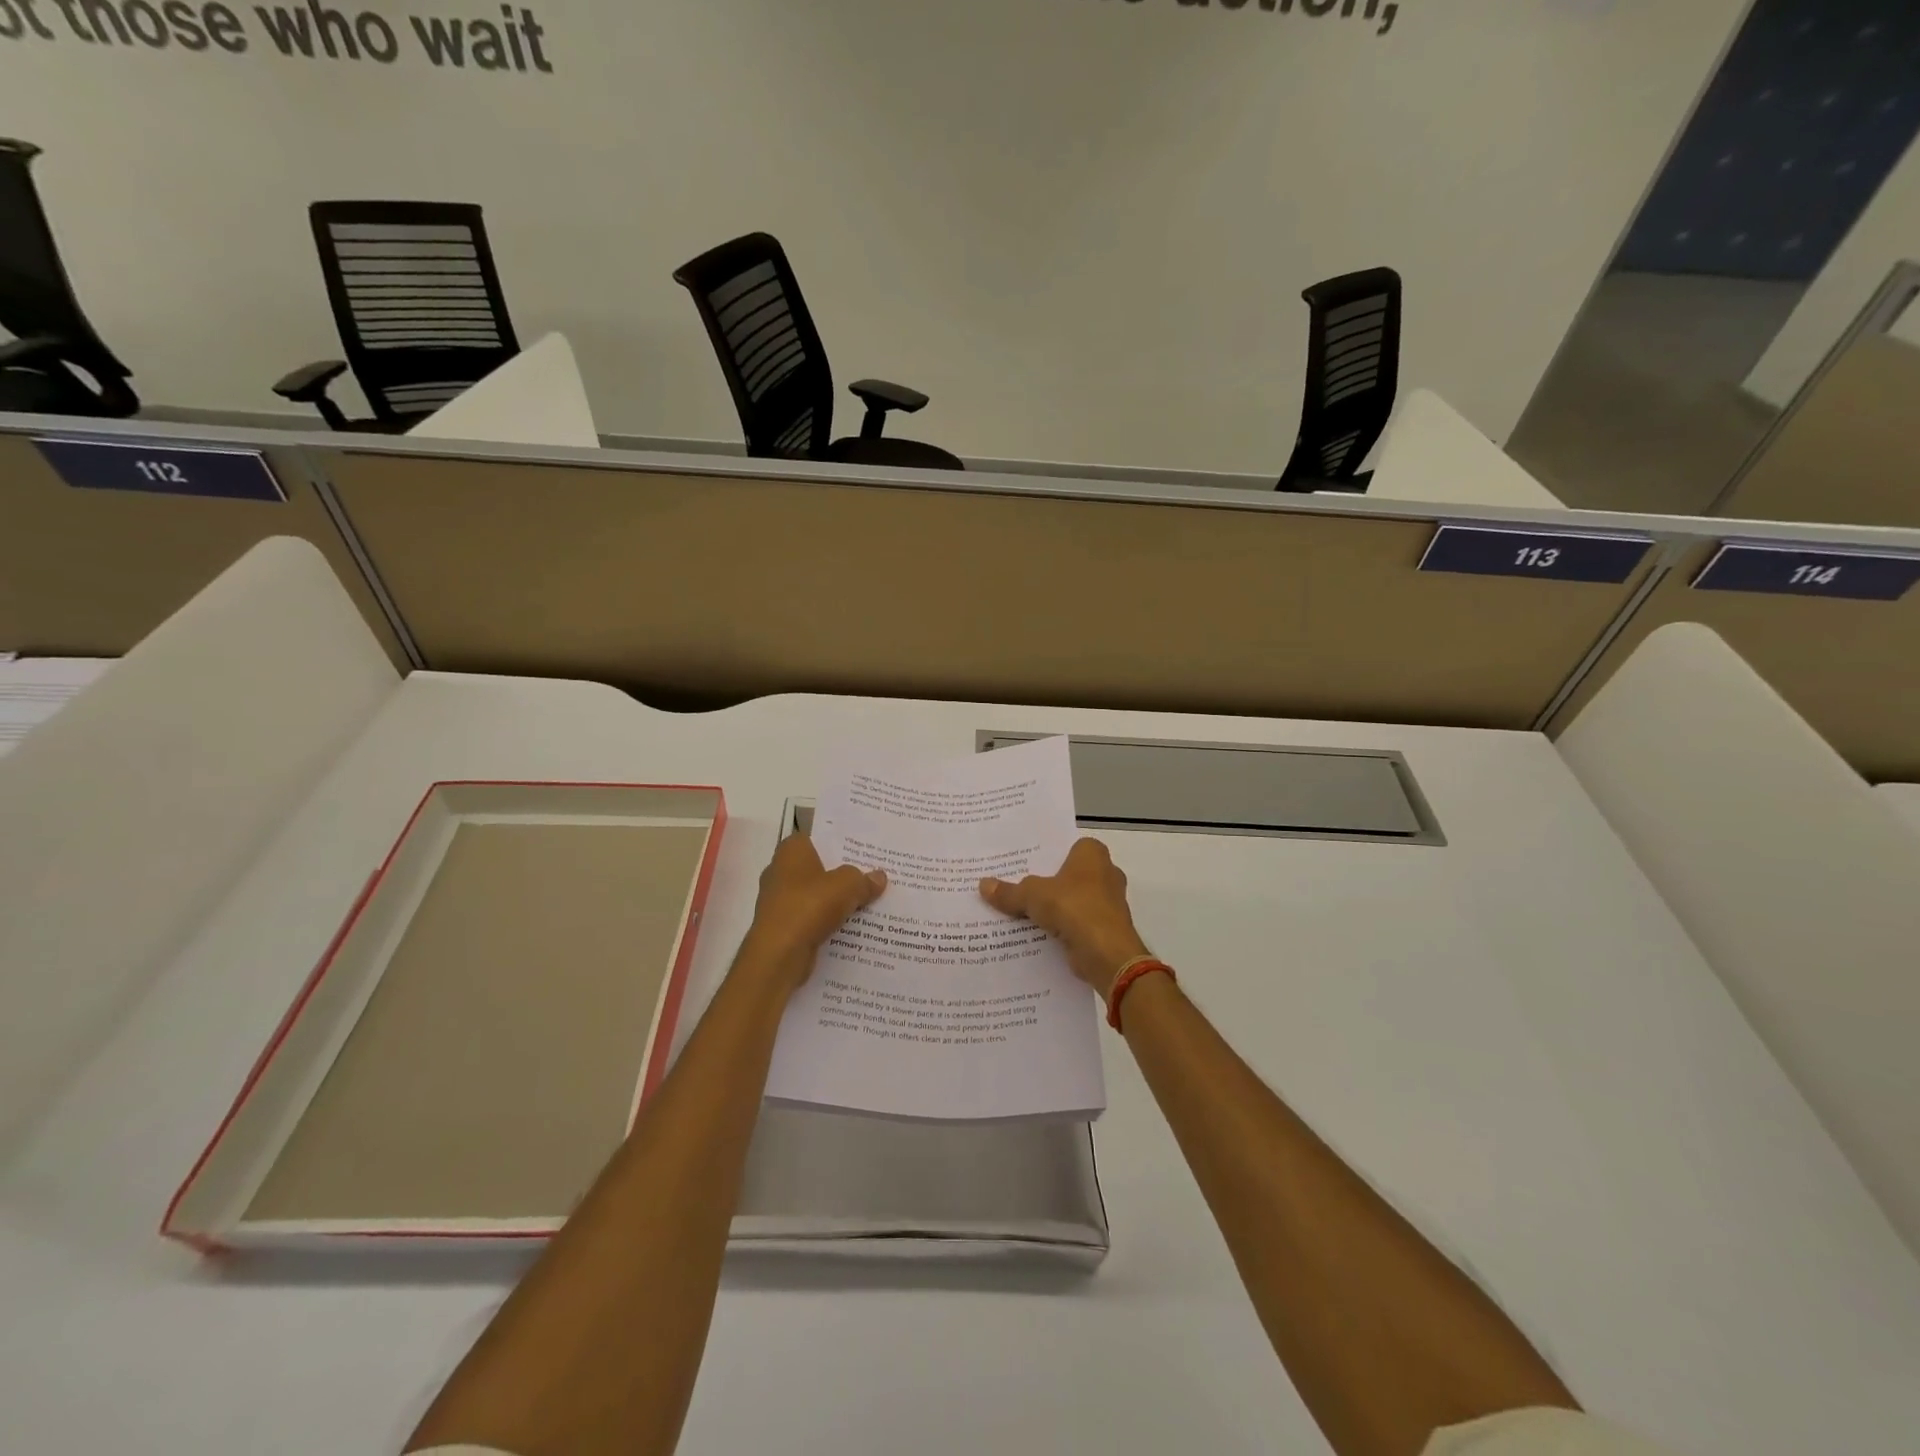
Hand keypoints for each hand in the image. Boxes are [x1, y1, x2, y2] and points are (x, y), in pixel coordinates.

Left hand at [737, 833, 885, 990]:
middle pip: (820, 867)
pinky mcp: (783, 926)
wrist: (779, 955)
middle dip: (843, 873)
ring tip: (870, 900)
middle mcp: (780, 871)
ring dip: (837, 900)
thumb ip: (864, 879)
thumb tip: (879, 877)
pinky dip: (829, 921)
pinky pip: (813, 917)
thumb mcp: (848, 885)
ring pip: (817, 894)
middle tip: (874, 875)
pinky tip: (853, 925)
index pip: (819, 838)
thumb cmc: (809, 906)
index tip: (865, 850)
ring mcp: (779, 900)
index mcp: (791, 850)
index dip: (842, 843)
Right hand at [980, 837, 1150, 991]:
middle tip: (1016, 886)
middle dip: (1047, 882)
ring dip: (1054, 907)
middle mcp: (1106, 873)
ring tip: (1021, 911)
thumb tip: (982, 884)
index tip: (1023, 862)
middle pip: (1068, 874)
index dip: (1046, 854)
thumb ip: (1009, 891)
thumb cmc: (1073, 907)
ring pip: (1073, 900)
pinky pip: (1078, 922)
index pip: (1067, 846)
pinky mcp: (1107, 929)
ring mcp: (1109, 902)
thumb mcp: (1032, 895)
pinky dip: (1062, 928)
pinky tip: (1037, 934)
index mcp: (1092, 854)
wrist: (1107, 953)